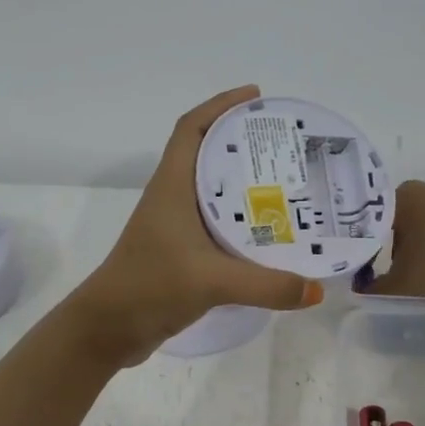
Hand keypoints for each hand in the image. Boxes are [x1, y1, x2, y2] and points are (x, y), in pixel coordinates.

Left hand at [72, 86, 323, 364]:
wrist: (108, 329)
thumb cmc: (149, 287)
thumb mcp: (211, 281)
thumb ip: (266, 285)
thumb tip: (316, 289)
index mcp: (171, 187)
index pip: (191, 129)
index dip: (220, 105)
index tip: (256, 96)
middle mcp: (172, 200)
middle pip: (207, 156)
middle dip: (244, 144)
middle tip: (287, 146)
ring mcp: (174, 229)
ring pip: (213, 194)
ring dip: (244, 185)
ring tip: (288, 185)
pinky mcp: (180, 255)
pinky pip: (216, 227)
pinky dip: (241, 223)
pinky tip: (269, 235)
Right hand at [364, 180, 424, 298]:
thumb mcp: (404, 284)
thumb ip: (377, 290)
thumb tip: (362, 292)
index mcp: (400, 196)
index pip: (372, 221)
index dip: (367, 247)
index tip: (367, 269)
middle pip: (399, 222)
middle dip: (394, 248)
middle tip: (394, 274)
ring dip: (421, 248)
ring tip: (424, 274)